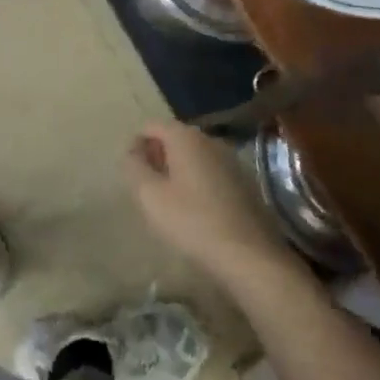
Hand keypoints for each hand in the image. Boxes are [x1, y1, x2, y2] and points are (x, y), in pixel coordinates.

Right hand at [124, 122, 308, 295]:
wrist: (248, 254)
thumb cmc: (193, 222)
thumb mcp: (151, 197)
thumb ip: (134, 168)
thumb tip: (130, 151)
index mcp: (185, 137)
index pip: (152, 126)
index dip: (136, 144)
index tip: (130, 172)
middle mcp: (209, 139)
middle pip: (174, 137)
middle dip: (156, 156)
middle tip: (146, 188)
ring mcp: (230, 158)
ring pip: (193, 155)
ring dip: (177, 170)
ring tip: (168, 201)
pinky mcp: (243, 180)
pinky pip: (210, 170)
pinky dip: (196, 181)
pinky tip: (195, 209)